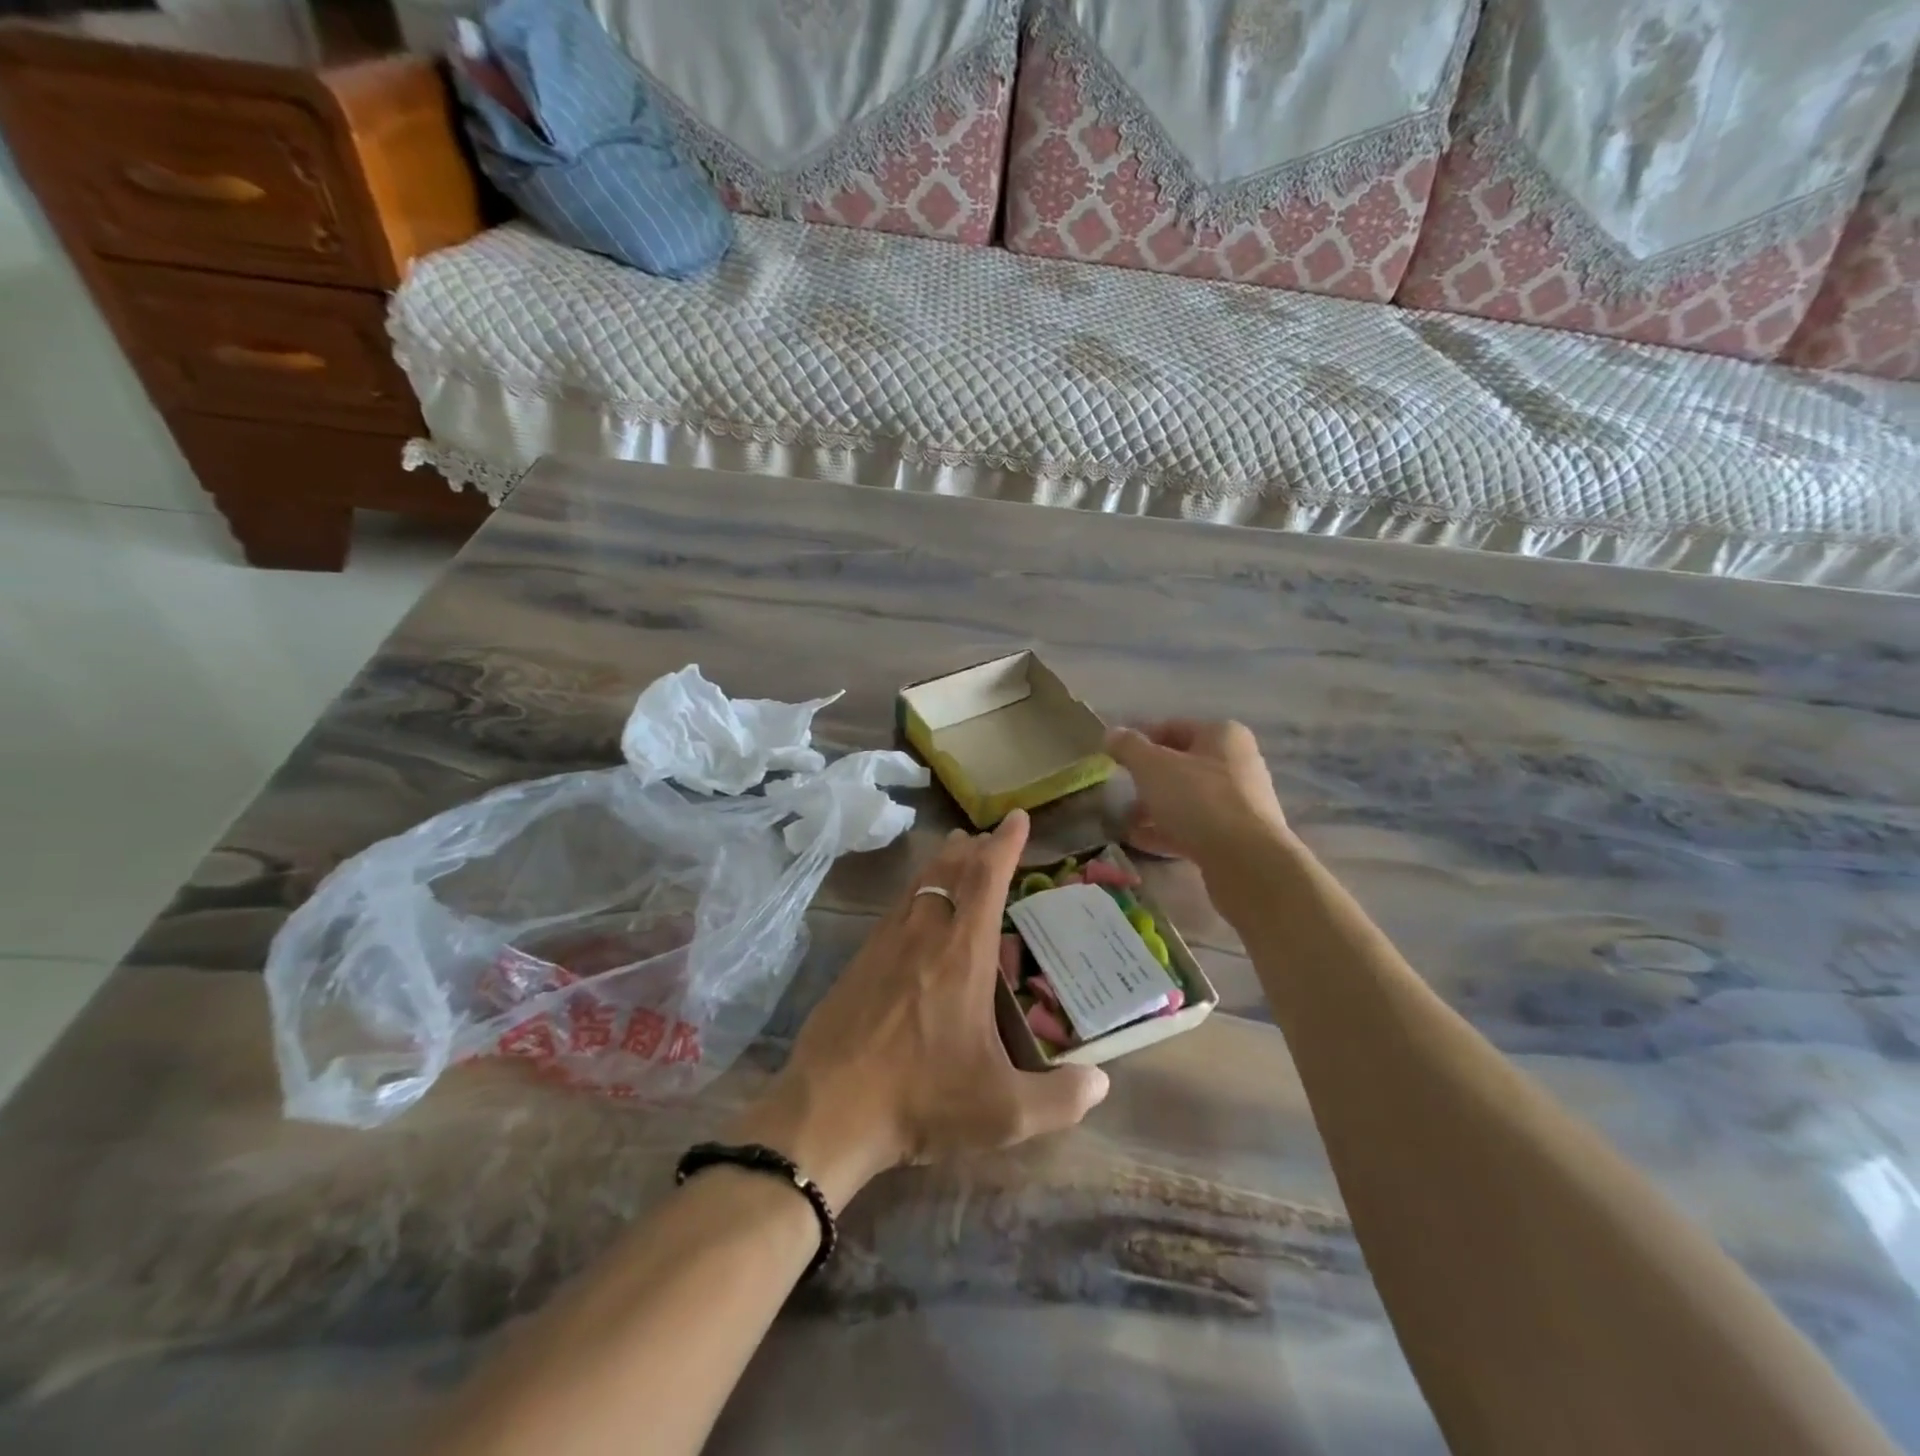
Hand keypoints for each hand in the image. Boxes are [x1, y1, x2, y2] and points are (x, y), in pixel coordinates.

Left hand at [729, 809, 1109, 1209]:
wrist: (828, 1109)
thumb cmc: (921, 1099)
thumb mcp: (1003, 1113)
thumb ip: (1060, 1099)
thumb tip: (1101, 1082)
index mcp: (962, 953)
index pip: (987, 878)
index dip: (1005, 844)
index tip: (1017, 817)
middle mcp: (924, 934)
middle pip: (950, 871)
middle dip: (974, 848)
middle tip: (988, 837)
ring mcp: (884, 944)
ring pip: (918, 885)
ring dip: (941, 864)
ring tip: (955, 855)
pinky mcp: (858, 962)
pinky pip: (895, 909)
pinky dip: (915, 893)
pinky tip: (915, 913)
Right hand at [1103, 720, 1291, 869]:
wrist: (1246, 861)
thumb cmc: (1198, 800)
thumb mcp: (1153, 767)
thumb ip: (1129, 747)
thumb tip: (1112, 733)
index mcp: (1222, 735)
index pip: (1172, 727)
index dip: (1139, 740)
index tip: (1113, 758)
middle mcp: (1236, 763)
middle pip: (1181, 765)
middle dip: (1146, 779)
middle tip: (1119, 791)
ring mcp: (1239, 802)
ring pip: (1187, 798)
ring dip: (1154, 808)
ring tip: (1124, 821)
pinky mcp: (1236, 836)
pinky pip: (1195, 826)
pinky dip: (1167, 830)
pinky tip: (1139, 841)